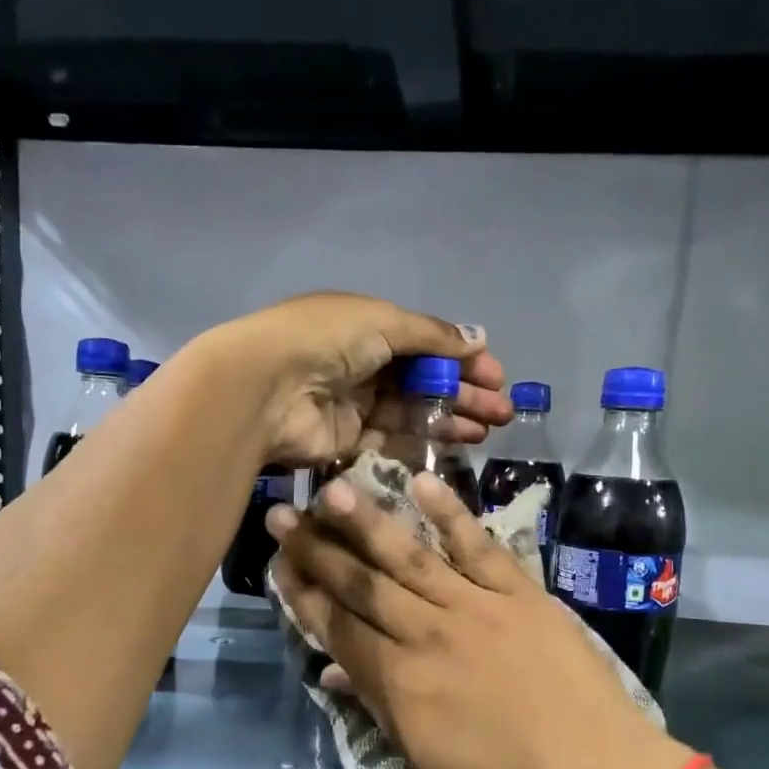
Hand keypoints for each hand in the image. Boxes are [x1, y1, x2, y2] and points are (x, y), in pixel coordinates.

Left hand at [216, 292, 510, 465]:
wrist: (267, 388)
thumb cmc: (326, 341)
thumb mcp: (384, 322)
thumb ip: (432, 335)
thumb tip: (478, 337)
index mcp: (369, 327)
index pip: (426, 344)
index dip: (462, 359)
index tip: (496, 377)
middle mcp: (363, 364)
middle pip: (423, 381)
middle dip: (464, 394)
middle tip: (502, 413)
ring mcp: (355, 405)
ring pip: (413, 413)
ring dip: (450, 419)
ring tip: (487, 431)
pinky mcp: (347, 441)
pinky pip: (391, 441)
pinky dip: (422, 443)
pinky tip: (454, 447)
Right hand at [267, 472, 688, 768]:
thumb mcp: (424, 755)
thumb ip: (375, 704)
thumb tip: (330, 668)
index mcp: (399, 683)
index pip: (337, 627)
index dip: (303, 594)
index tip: (278, 564)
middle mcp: (427, 634)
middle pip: (361, 585)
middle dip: (317, 551)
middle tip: (283, 515)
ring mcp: (475, 607)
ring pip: (409, 557)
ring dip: (366, 521)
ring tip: (330, 489)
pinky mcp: (519, 592)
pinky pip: (479, 546)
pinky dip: (452, 514)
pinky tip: (422, 484)